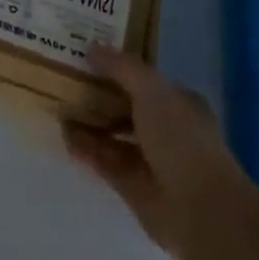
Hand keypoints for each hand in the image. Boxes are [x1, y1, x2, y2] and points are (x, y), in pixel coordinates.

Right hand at [64, 49, 250, 258]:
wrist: (200, 211)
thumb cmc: (182, 140)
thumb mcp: (152, 90)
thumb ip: (121, 67)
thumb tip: (92, 48)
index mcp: (180, 104)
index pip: (145, 80)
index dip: (118, 68)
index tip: (87, 56)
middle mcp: (167, 130)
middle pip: (127, 108)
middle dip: (99, 95)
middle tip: (64, 79)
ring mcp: (151, 160)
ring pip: (113, 135)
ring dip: (89, 123)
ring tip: (58, 105)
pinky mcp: (134, 187)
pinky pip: (105, 161)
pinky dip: (86, 149)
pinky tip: (64, 135)